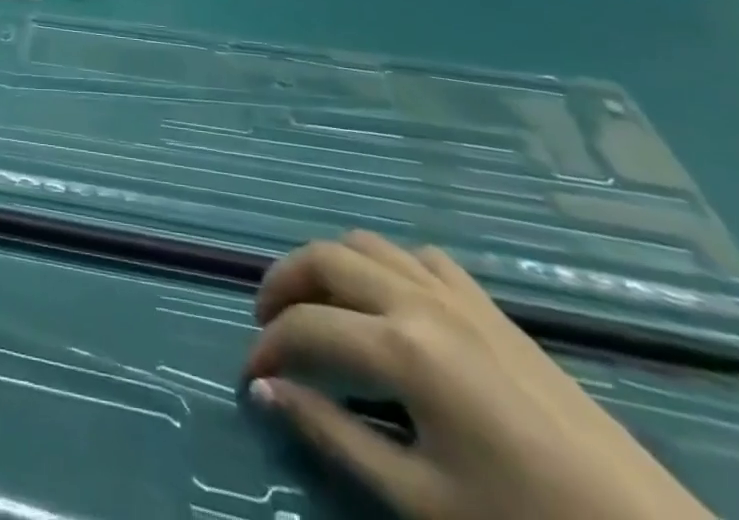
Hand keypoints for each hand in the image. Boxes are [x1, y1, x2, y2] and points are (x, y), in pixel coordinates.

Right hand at [245, 231, 712, 519]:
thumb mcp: (420, 498)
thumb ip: (334, 436)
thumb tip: (267, 392)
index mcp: (400, 347)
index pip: (305, 329)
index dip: (267, 350)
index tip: (250, 377)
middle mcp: (417, 299)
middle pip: (324, 259)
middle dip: (283, 283)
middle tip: (267, 324)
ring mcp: (456, 292)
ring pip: (365, 244)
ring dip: (327, 265)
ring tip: (315, 305)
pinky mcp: (488, 303)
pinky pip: (417, 256)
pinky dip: (382, 264)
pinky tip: (386, 302)